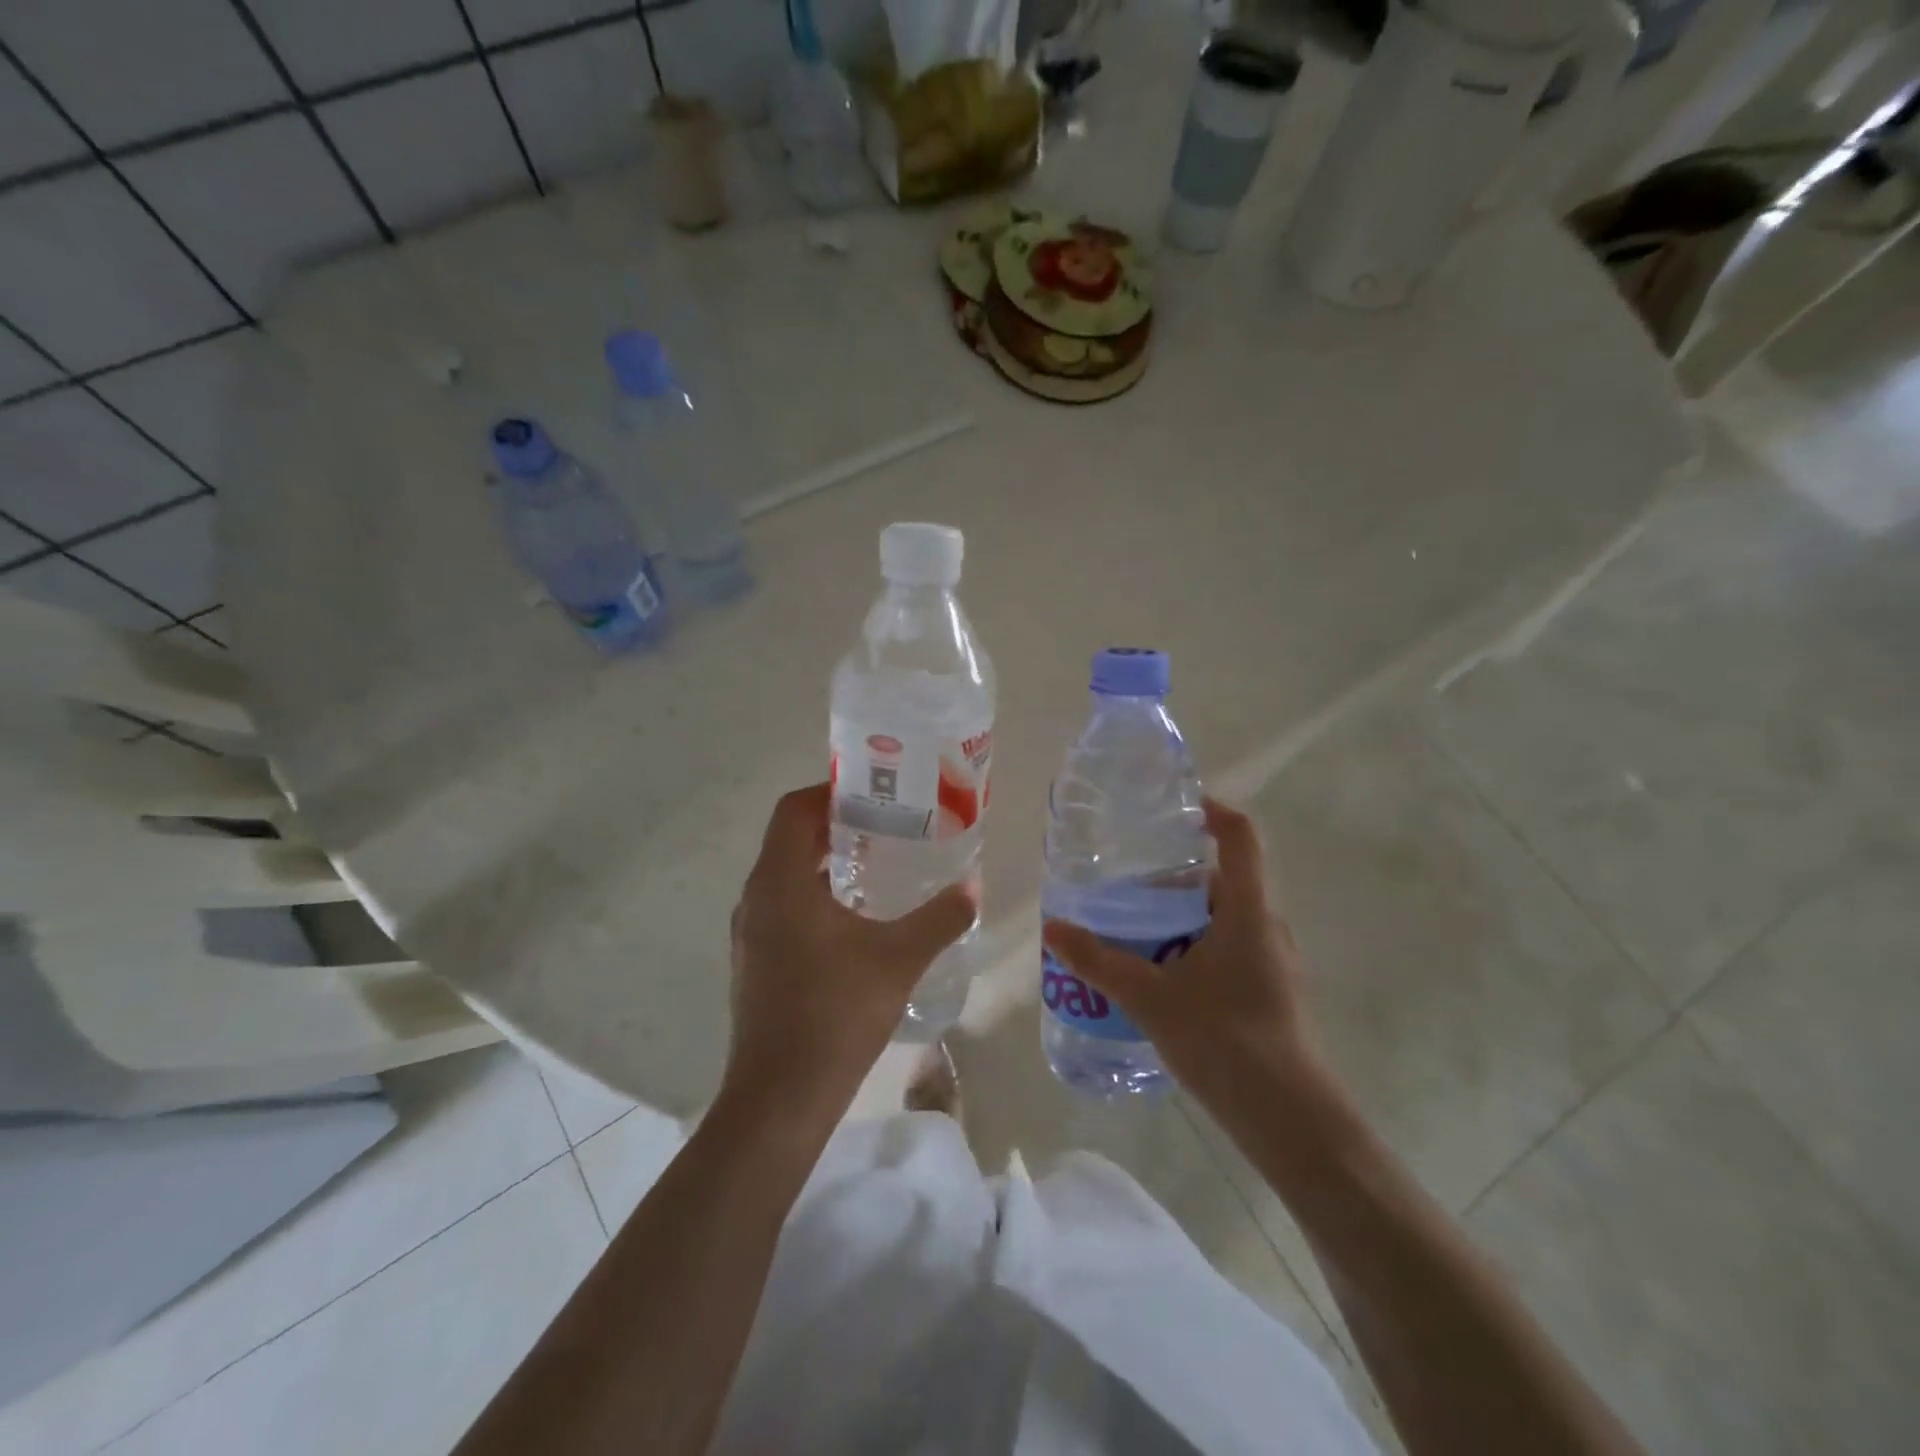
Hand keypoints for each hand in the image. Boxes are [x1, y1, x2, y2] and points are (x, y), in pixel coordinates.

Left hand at [723, 783, 976, 1125]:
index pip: (793, 810)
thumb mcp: (899, 959)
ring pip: (786, 875)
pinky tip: (855, 920)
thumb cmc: (836, 1013)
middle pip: (790, 839)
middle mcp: (756, 898)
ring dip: (826, 862)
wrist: (781, 1098)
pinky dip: (815, 896)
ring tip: (877, 866)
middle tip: (886, 824)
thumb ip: (940, 919)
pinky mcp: (754, 961)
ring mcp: (749, 933)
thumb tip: (972, 889)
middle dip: (835, 825)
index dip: (829, 792)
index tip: (872, 794)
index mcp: (780, 882)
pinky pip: (783, 907)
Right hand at [1041, 798, 1333, 1113]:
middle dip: (1172, 880)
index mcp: (1247, 910)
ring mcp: (1273, 961)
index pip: (1240, 836)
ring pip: (1222, 919)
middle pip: (1220, 880)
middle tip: (1125, 890)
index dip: (1211, 811)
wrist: (1291, 1120)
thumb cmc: (1225, 1041)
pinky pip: (1228, 950)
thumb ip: (1099, 961)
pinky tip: (1160, 979)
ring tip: (1132, 934)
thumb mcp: (1150, 997)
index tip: (1174, 808)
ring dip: (1180, 919)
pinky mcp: (1271, 991)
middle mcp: (1266, 925)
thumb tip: (1052, 928)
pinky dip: (1193, 948)